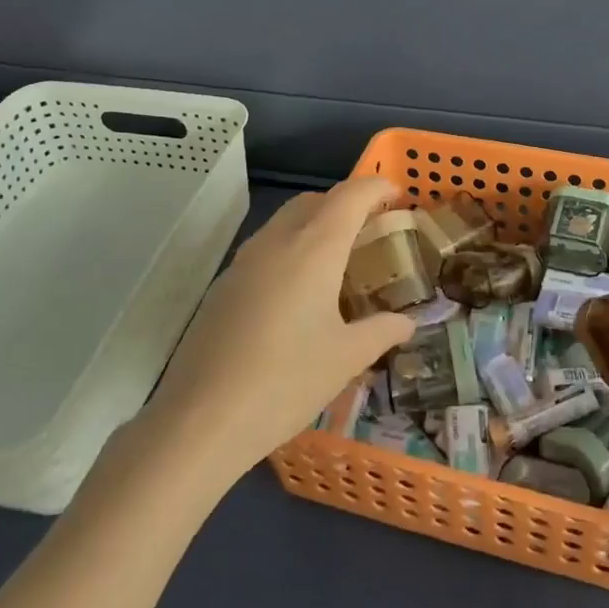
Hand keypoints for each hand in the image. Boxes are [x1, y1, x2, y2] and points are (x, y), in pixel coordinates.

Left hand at [141, 179, 413, 481]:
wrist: (201, 419)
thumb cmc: (287, 381)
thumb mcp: (347, 358)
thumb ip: (382, 332)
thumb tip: (407, 322)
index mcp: (314, 248)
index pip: (350, 196)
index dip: (376, 187)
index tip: (397, 194)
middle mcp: (277, 241)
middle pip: (314, 201)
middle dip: (345, 204)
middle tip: (369, 230)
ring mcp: (243, 261)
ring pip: (285, 222)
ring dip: (314, 225)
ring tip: (337, 261)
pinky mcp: (223, 286)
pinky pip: (265, 249)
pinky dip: (290, 250)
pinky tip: (297, 294)